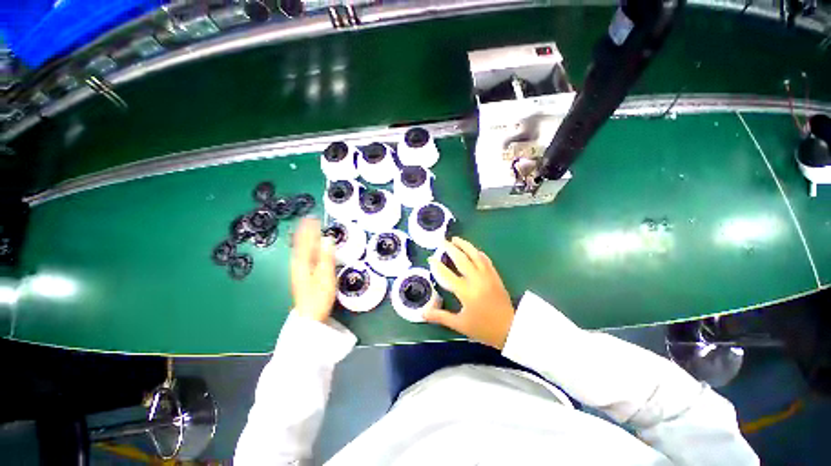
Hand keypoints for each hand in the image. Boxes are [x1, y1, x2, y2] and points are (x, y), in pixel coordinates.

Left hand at [291, 218, 336, 321]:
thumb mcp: (325, 276)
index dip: (309, 229)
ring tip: (306, 229)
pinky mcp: (301, 276)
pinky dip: (304, 247)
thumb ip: (326, 257)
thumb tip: (328, 239)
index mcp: (303, 263)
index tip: (313, 217)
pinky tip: (306, 248)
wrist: (309, 317)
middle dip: (304, 231)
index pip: (306, 241)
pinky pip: (301, 256)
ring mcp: (298, 271)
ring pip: (299, 249)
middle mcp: (298, 264)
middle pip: (300, 244)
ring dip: (303, 238)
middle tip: (309, 219)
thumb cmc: (319, 296)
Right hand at [424, 237, 514, 348]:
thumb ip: (440, 316)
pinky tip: (473, 250)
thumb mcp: (460, 324)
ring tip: (456, 239)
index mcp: (466, 292)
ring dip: (465, 245)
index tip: (430, 259)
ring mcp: (487, 276)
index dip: (437, 265)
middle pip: (461, 259)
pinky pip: (486, 260)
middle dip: (450, 248)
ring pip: (475, 255)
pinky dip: (478, 253)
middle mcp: (476, 280)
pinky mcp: (495, 276)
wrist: (510, 329)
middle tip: (442, 242)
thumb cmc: (483, 328)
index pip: (447, 274)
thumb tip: (422, 313)